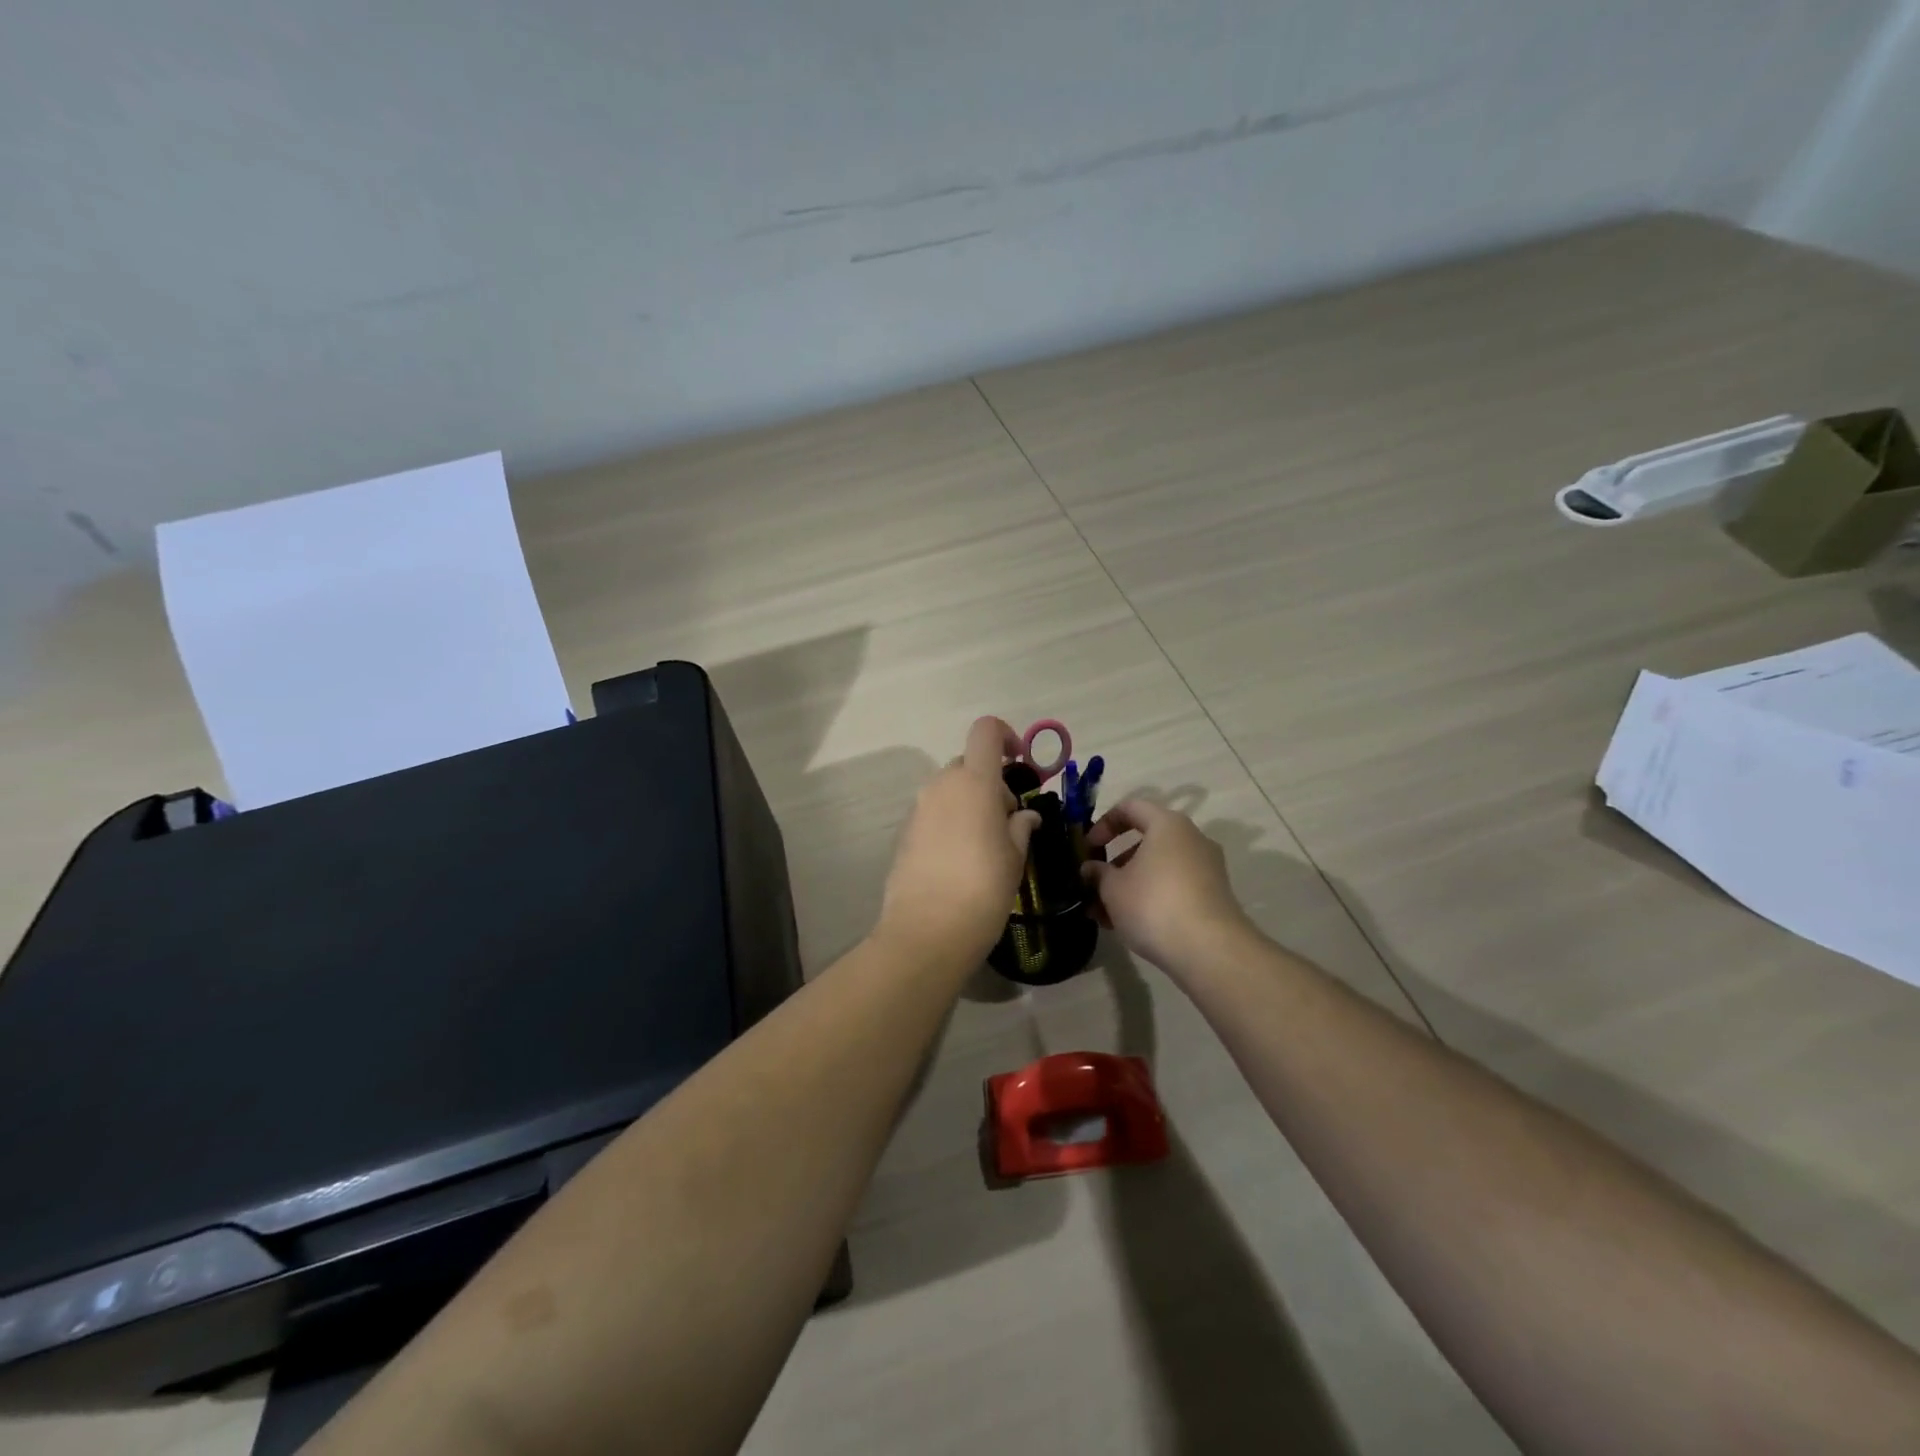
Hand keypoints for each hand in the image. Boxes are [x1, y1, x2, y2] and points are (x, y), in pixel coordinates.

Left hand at [877, 717, 1040, 966]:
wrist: (927, 931)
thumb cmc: (983, 889)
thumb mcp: (1014, 857)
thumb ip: (1020, 826)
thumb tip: (1023, 815)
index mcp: (974, 782)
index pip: (985, 731)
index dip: (1005, 736)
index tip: (1020, 762)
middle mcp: (941, 786)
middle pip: (968, 765)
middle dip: (990, 782)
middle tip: (1008, 820)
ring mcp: (918, 809)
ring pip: (949, 790)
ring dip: (969, 803)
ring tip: (985, 844)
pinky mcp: (904, 833)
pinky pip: (933, 814)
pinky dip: (950, 822)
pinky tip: (960, 860)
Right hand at [1082, 800, 1253, 973]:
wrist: (1210, 950)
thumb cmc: (1154, 904)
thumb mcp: (1113, 888)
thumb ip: (1098, 873)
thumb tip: (1091, 868)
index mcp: (1168, 825)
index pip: (1131, 808)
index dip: (1104, 824)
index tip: (1088, 848)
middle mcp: (1192, 839)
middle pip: (1146, 840)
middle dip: (1116, 862)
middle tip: (1095, 884)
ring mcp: (1207, 868)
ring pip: (1159, 868)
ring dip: (1130, 885)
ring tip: (1106, 914)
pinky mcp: (1213, 897)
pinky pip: (1174, 887)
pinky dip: (1151, 898)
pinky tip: (1130, 925)